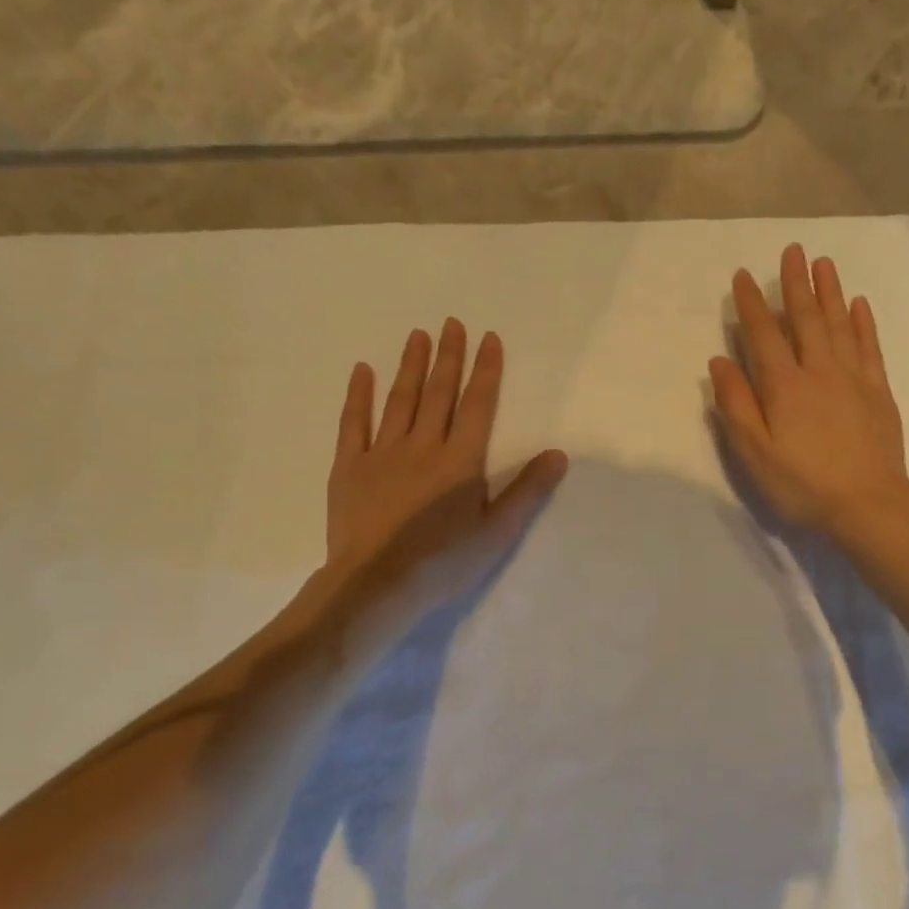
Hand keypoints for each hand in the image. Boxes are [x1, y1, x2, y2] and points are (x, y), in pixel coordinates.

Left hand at [306, 319, 566, 629]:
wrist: (377, 585)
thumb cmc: (444, 563)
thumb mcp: (497, 532)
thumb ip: (527, 491)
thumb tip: (558, 453)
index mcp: (461, 461)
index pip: (477, 405)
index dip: (485, 371)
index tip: (487, 338)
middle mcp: (423, 446)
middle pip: (438, 393)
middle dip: (448, 357)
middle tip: (451, 323)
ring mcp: (382, 454)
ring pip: (400, 400)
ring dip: (410, 366)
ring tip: (417, 335)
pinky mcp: (350, 468)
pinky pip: (353, 423)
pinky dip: (358, 396)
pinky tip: (362, 371)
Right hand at [710, 244, 908, 539]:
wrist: (868, 504)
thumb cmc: (803, 484)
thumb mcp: (755, 453)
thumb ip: (736, 405)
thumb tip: (720, 362)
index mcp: (785, 386)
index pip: (764, 335)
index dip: (752, 304)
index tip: (743, 276)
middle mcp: (819, 371)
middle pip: (806, 319)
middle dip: (796, 284)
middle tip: (793, 250)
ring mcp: (854, 378)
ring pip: (839, 325)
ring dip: (830, 292)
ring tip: (824, 263)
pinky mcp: (879, 392)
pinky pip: (869, 347)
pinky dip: (863, 323)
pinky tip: (859, 305)